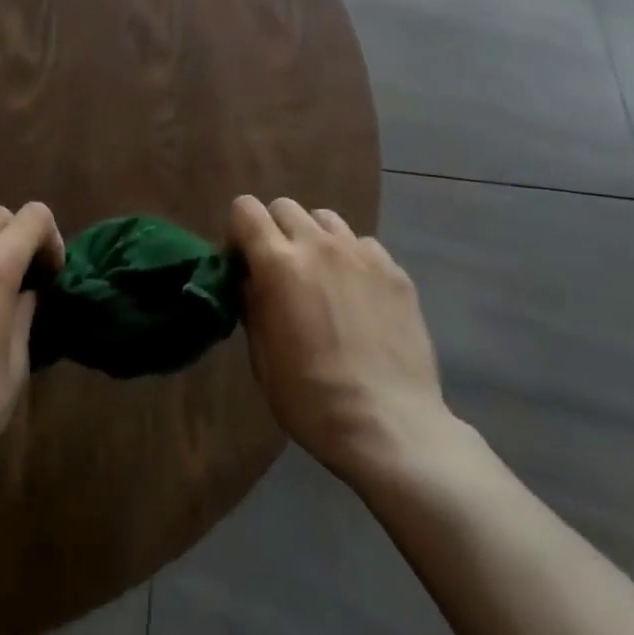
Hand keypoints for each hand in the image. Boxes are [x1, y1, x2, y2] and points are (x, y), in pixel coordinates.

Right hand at [227, 197, 451, 483]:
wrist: (390, 427)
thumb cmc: (311, 399)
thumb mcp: (262, 357)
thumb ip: (252, 304)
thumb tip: (249, 281)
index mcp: (278, 263)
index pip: (245, 209)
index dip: (238, 231)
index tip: (243, 263)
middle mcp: (319, 245)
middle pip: (285, 207)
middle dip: (275, 231)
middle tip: (281, 271)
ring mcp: (362, 254)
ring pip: (326, 219)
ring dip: (314, 239)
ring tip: (322, 277)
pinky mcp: (395, 271)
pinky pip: (363, 245)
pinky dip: (352, 260)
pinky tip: (358, 297)